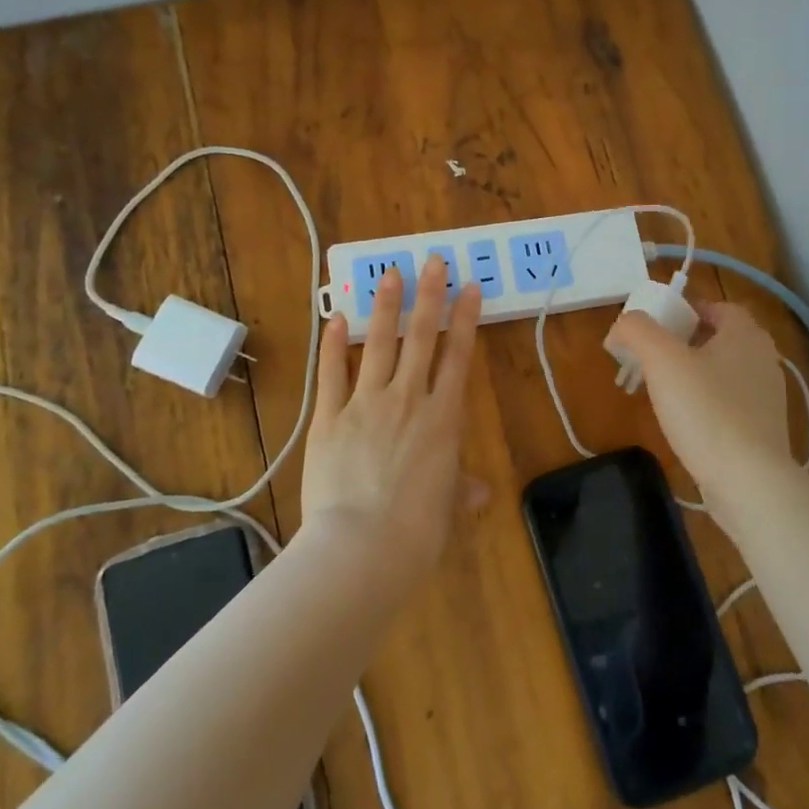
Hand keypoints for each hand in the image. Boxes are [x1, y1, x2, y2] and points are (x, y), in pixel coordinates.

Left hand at [300, 256, 483, 573]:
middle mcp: (408, 399)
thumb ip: (461, 490)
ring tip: (390, 273)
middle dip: (430, 296)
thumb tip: (478, 493)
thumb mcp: (447, 507)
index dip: (466, 319)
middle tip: (433, 261)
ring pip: (380, 344)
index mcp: (444, 418)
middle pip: (422, 337)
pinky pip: (333, 373)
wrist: (363, 547)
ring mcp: (366, 404)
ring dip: (386, 307)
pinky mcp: (330, 417)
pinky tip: (335, 318)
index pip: (459, 356)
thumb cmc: (417, 531)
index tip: (470, 288)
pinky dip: (333, 345)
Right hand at [606, 301, 792, 495]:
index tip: (655, 327)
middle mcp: (763, 360)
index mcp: (746, 335)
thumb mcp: (662, 360)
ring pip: (723, 372)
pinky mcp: (763, 430)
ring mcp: (767, 398)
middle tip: (652, 358)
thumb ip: (637, 330)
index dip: (685, 311)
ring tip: (662, 392)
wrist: (748, 482)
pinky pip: (729, 404)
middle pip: (719, 339)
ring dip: (694, 375)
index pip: (717, 307)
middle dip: (684, 344)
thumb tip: (621, 326)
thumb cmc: (706, 411)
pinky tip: (685, 423)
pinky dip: (706, 404)